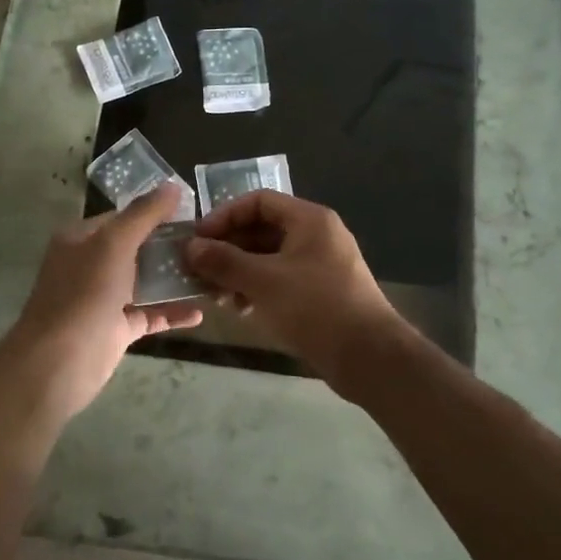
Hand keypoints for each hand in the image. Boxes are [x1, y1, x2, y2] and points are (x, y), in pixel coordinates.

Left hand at [0, 183, 201, 421]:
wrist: (58, 364)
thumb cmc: (84, 294)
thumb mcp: (114, 243)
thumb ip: (144, 214)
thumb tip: (173, 186)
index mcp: (82, 239)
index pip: (124, 217)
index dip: (156, 213)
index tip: (195, 214)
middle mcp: (91, 265)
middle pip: (137, 249)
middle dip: (171, 246)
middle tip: (211, 244)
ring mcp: (103, 299)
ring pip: (145, 282)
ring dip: (175, 278)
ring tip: (213, 273)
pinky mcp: (116, 329)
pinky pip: (149, 314)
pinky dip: (172, 312)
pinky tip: (200, 311)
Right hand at [185, 191, 413, 393]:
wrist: (370, 358)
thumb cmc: (315, 308)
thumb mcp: (264, 281)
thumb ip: (224, 261)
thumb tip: (190, 247)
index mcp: (309, 220)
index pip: (258, 201)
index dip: (225, 216)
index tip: (198, 239)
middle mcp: (316, 235)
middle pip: (262, 230)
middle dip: (228, 249)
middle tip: (198, 270)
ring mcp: (320, 265)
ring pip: (269, 257)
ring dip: (239, 272)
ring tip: (214, 295)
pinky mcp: (321, 293)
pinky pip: (281, 279)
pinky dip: (257, 288)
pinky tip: (239, 309)